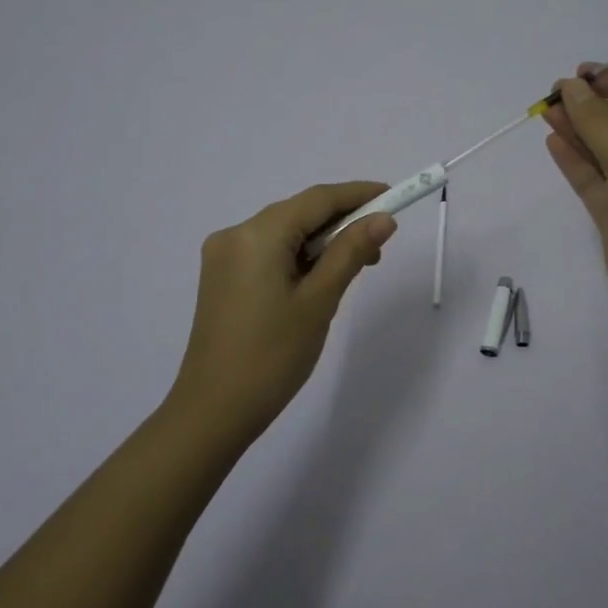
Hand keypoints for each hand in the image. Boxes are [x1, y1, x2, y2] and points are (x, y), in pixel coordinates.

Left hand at [166, 182, 396, 450]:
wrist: (213, 412)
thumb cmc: (272, 356)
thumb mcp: (320, 301)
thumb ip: (351, 252)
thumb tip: (383, 218)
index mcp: (257, 234)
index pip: (318, 199)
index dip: (358, 194)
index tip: (394, 197)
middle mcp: (235, 234)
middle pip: (299, 213)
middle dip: (342, 222)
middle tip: (380, 245)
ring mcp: (224, 256)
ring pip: (285, 233)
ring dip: (321, 242)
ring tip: (355, 268)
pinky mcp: (221, 278)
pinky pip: (268, 252)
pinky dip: (298, 257)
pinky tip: (319, 279)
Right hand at [543, 66, 607, 333]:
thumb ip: (600, 124)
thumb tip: (572, 87)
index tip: (579, 71)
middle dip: (591, 107)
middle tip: (553, 92)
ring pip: (605, 151)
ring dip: (578, 131)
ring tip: (546, 111)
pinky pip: (594, 179)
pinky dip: (574, 161)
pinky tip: (553, 142)